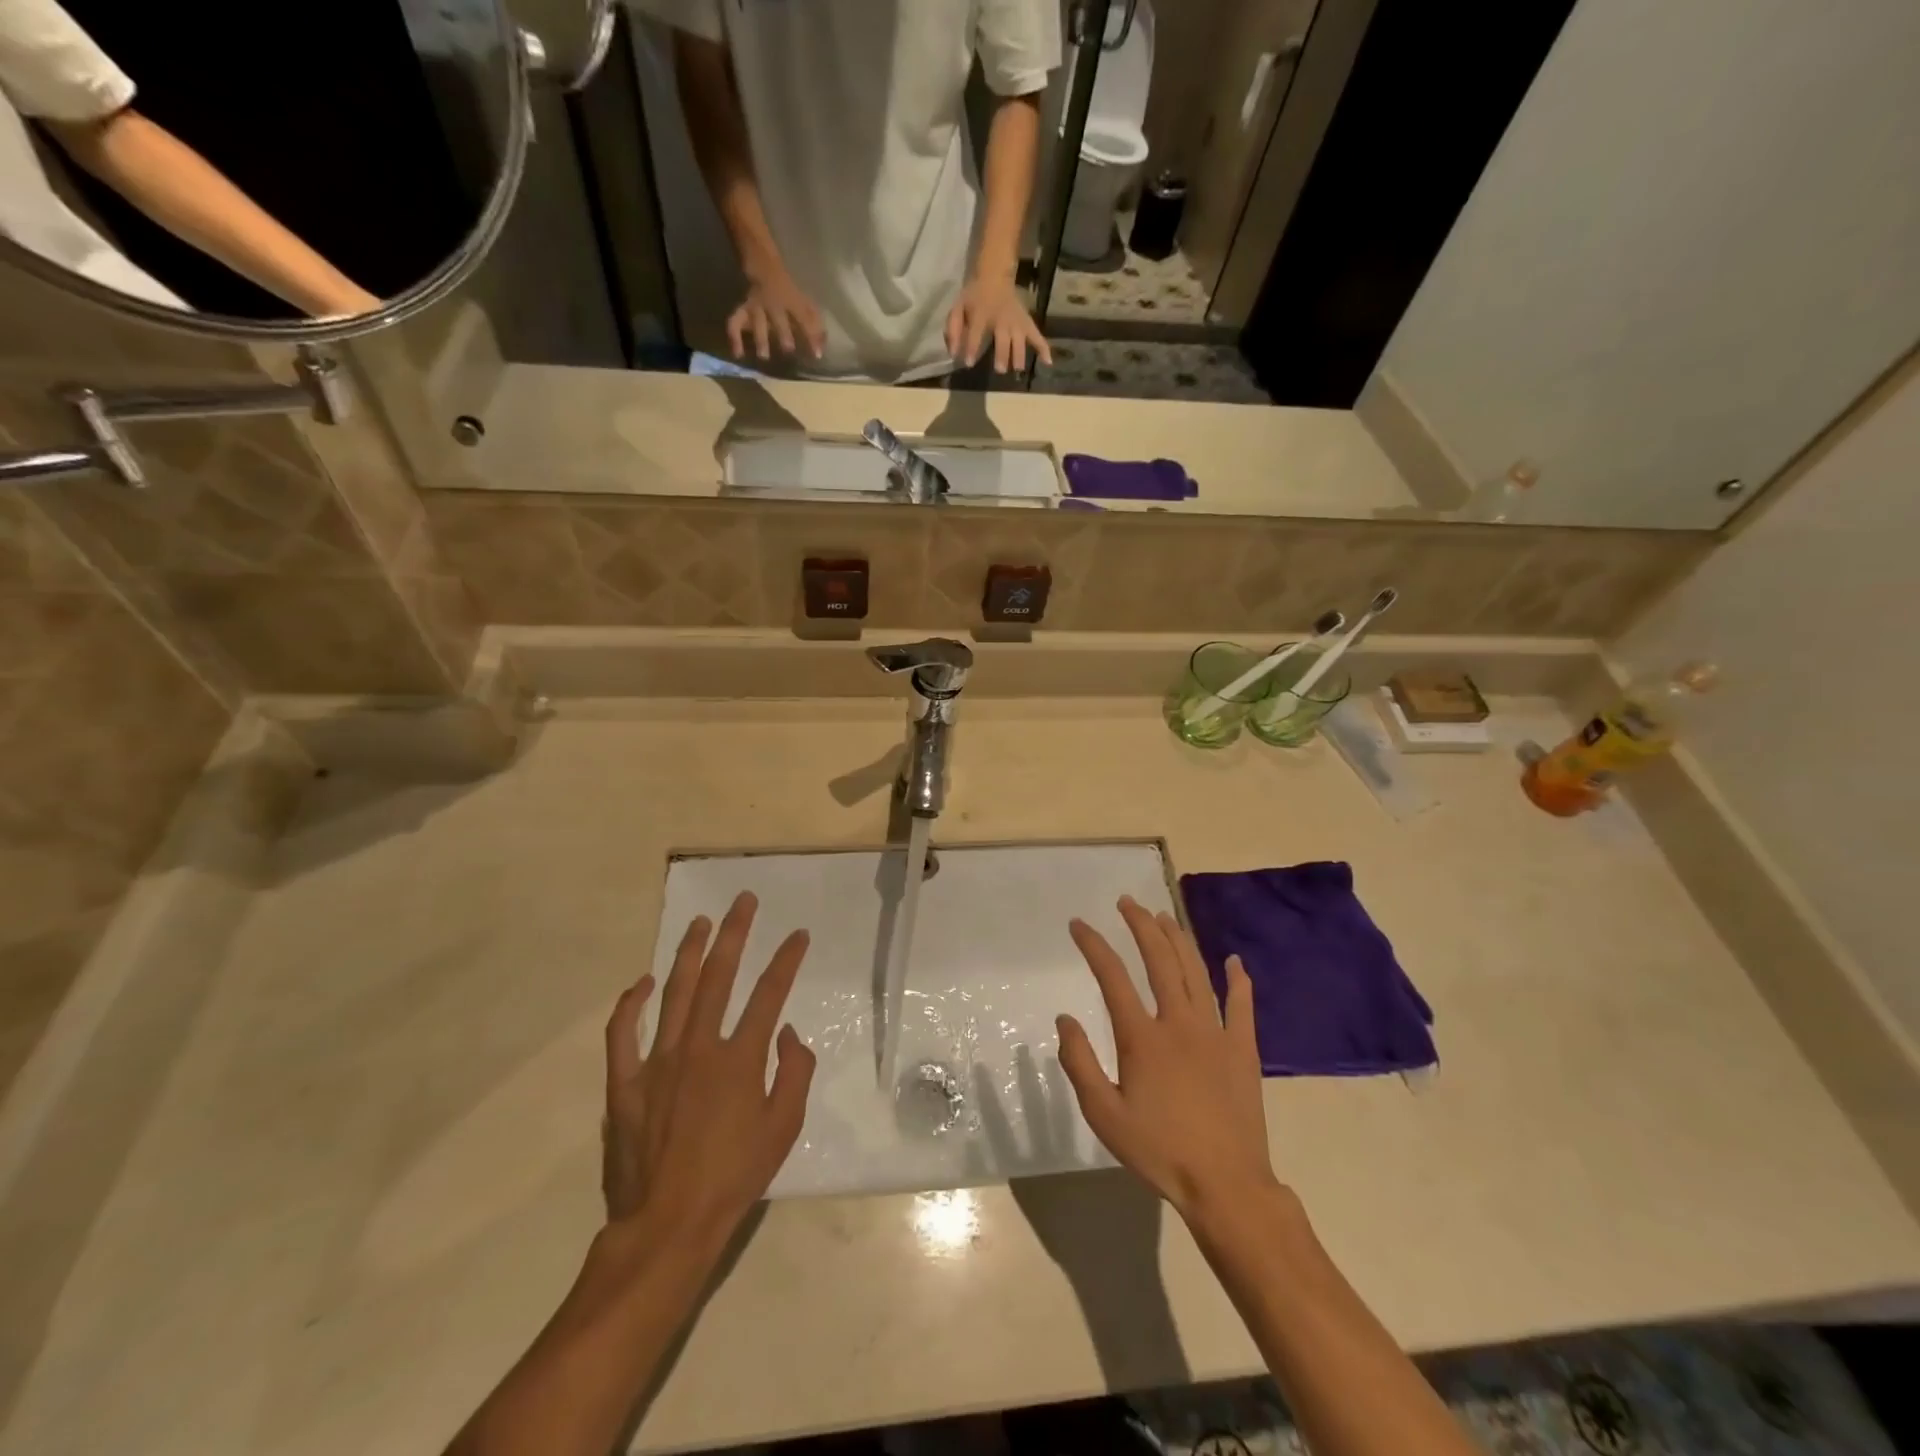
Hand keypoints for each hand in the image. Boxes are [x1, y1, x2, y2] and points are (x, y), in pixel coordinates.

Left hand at [602, 892, 815, 1233]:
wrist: (668, 1224)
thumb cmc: (734, 1177)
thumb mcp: (784, 1128)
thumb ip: (794, 1072)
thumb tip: (786, 1033)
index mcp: (740, 1059)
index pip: (770, 994)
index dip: (787, 960)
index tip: (798, 935)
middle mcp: (699, 1048)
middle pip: (720, 976)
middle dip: (735, 933)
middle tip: (743, 901)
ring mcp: (658, 1062)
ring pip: (674, 992)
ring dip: (689, 953)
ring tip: (700, 922)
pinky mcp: (626, 1083)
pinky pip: (622, 1033)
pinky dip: (630, 1004)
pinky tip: (640, 983)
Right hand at [727, 267, 825, 361]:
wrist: (763, 263)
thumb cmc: (788, 289)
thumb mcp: (804, 301)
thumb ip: (814, 324)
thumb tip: (821, 349)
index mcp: (791, 300)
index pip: (804, 319)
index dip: (812, 336)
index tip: (817, 355)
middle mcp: (773, 304)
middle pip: (779, 318)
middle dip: (784, 333)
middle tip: (788, 349)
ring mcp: (756, 306)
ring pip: (757, 321)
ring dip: (761, 337)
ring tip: (764, 356)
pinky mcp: (744, 310)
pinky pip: (735, 323)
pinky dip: (735, 338)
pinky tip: (738, 354)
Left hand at [945, 273, 1051, 373]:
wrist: (994, 276)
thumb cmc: (974, 297)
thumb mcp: (957, 308)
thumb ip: (954, 330)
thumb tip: (953, 354)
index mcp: (982, 313)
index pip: (977, 332)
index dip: (972, 347)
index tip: (969, 363)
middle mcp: (1002, 318)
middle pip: (1003, 338)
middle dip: (1002, 354)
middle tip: (1001, 370)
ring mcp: (1017, 321)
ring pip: (1020, 339)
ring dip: (1019, 355)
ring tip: (1018, 370)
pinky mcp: (1027, 323)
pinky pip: (1037, 336)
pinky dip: (1043, 348)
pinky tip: (1047, 362)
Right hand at [1056, 897, 1276, 1219]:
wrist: (1226, 1186)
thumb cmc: (1159, 1151)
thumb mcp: (1104, 1115)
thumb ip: (1080, 1063)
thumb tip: (1065, 1018)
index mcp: (1143, 1037)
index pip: (1112, 976)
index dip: (1093, 945)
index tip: (1078, 924)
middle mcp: (1179, 1022)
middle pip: (1158, 960)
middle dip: (1140, 925)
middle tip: (1128, 902)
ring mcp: (1215, 1033)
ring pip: (1195, 972)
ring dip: (1178, 940)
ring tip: (1164, 916)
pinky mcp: (1243, 1049)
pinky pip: (1241, 1005)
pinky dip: (1238, 980)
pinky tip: (1234, 961)